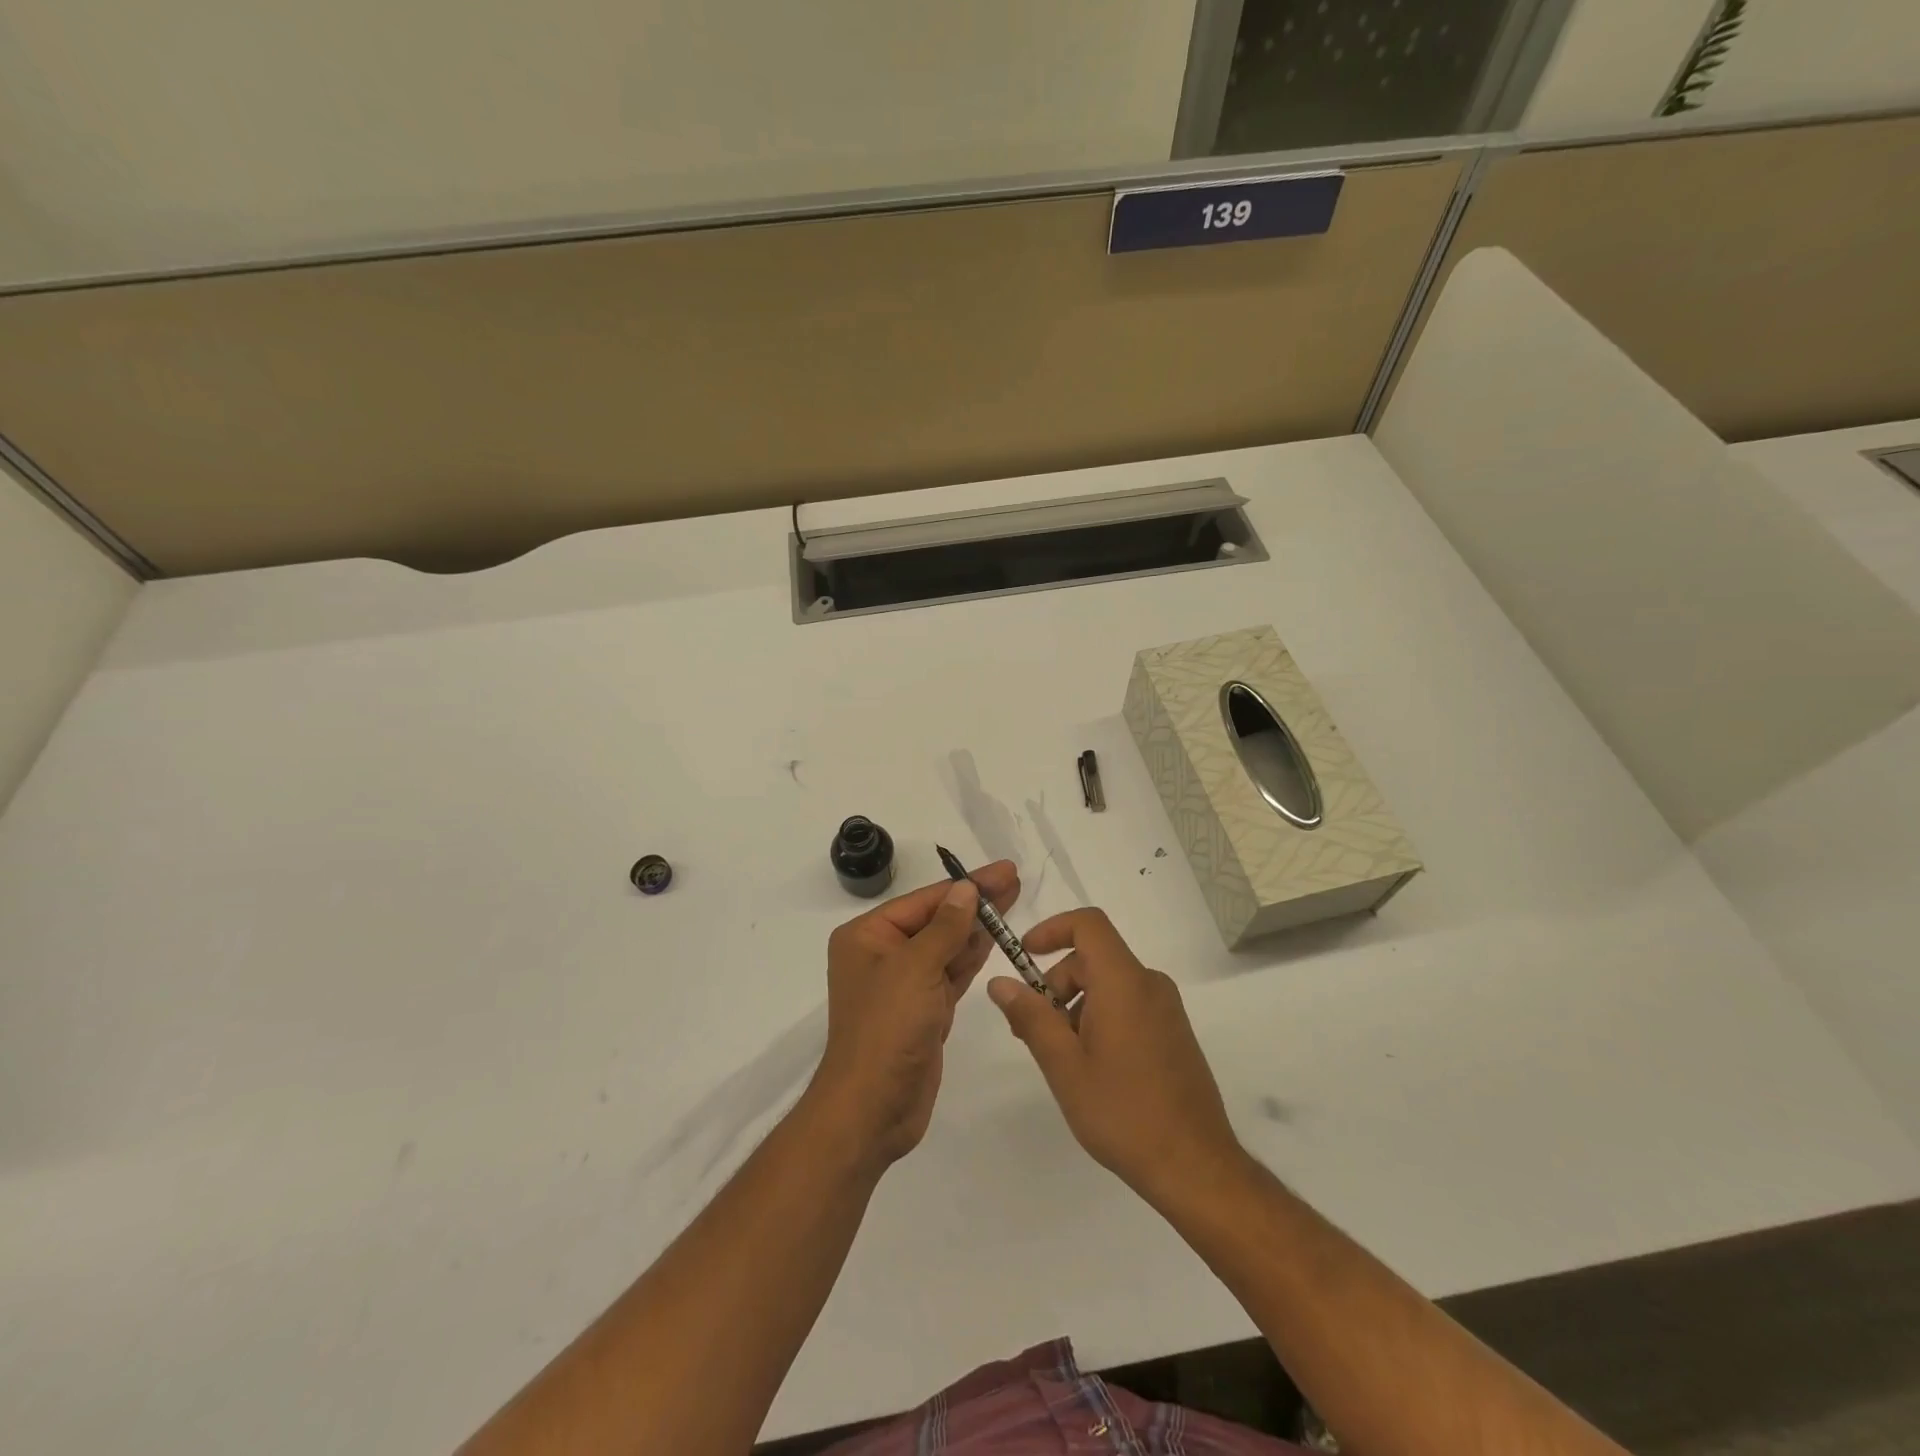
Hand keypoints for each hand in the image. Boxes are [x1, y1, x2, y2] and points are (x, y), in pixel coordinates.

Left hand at [809, 861, 1019, 1171]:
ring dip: (978, 927)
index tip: (1004, 870)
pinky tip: (996, 939)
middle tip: (1015, 881)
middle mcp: (883, 954)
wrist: (873, 1108)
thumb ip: (946, 927)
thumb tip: (966, 889)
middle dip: (975, 902)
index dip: (966, 885)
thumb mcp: (916, 968)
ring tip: (1013, 902)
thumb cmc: (887, 1028)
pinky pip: (952, 974)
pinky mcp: (924, 1010)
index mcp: (868, 936)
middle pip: (937, 920)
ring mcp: (905, 984)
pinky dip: (973, 957)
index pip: (925, 901)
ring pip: (947, 946)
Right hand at [987, 908, 1242, 1207]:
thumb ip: (1030, 1017)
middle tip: (1031, 1028)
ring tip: (1061, 1057)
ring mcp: (1166, 1009)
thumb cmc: (1123, 1112)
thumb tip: (1000, 983)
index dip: (1052, 928)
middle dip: (1056, 982)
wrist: (1196, 1167)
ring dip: (1076, 1005)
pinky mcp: (1174, 1032)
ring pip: (1109, 984)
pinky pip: (1128, 1004)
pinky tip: (1091, 1067)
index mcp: (1124, 982)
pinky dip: (1100, 1017)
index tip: (1024, 956)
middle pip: (1094, 958)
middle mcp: (1150, 984)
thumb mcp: (1064, 1066)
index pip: (1088, 924)